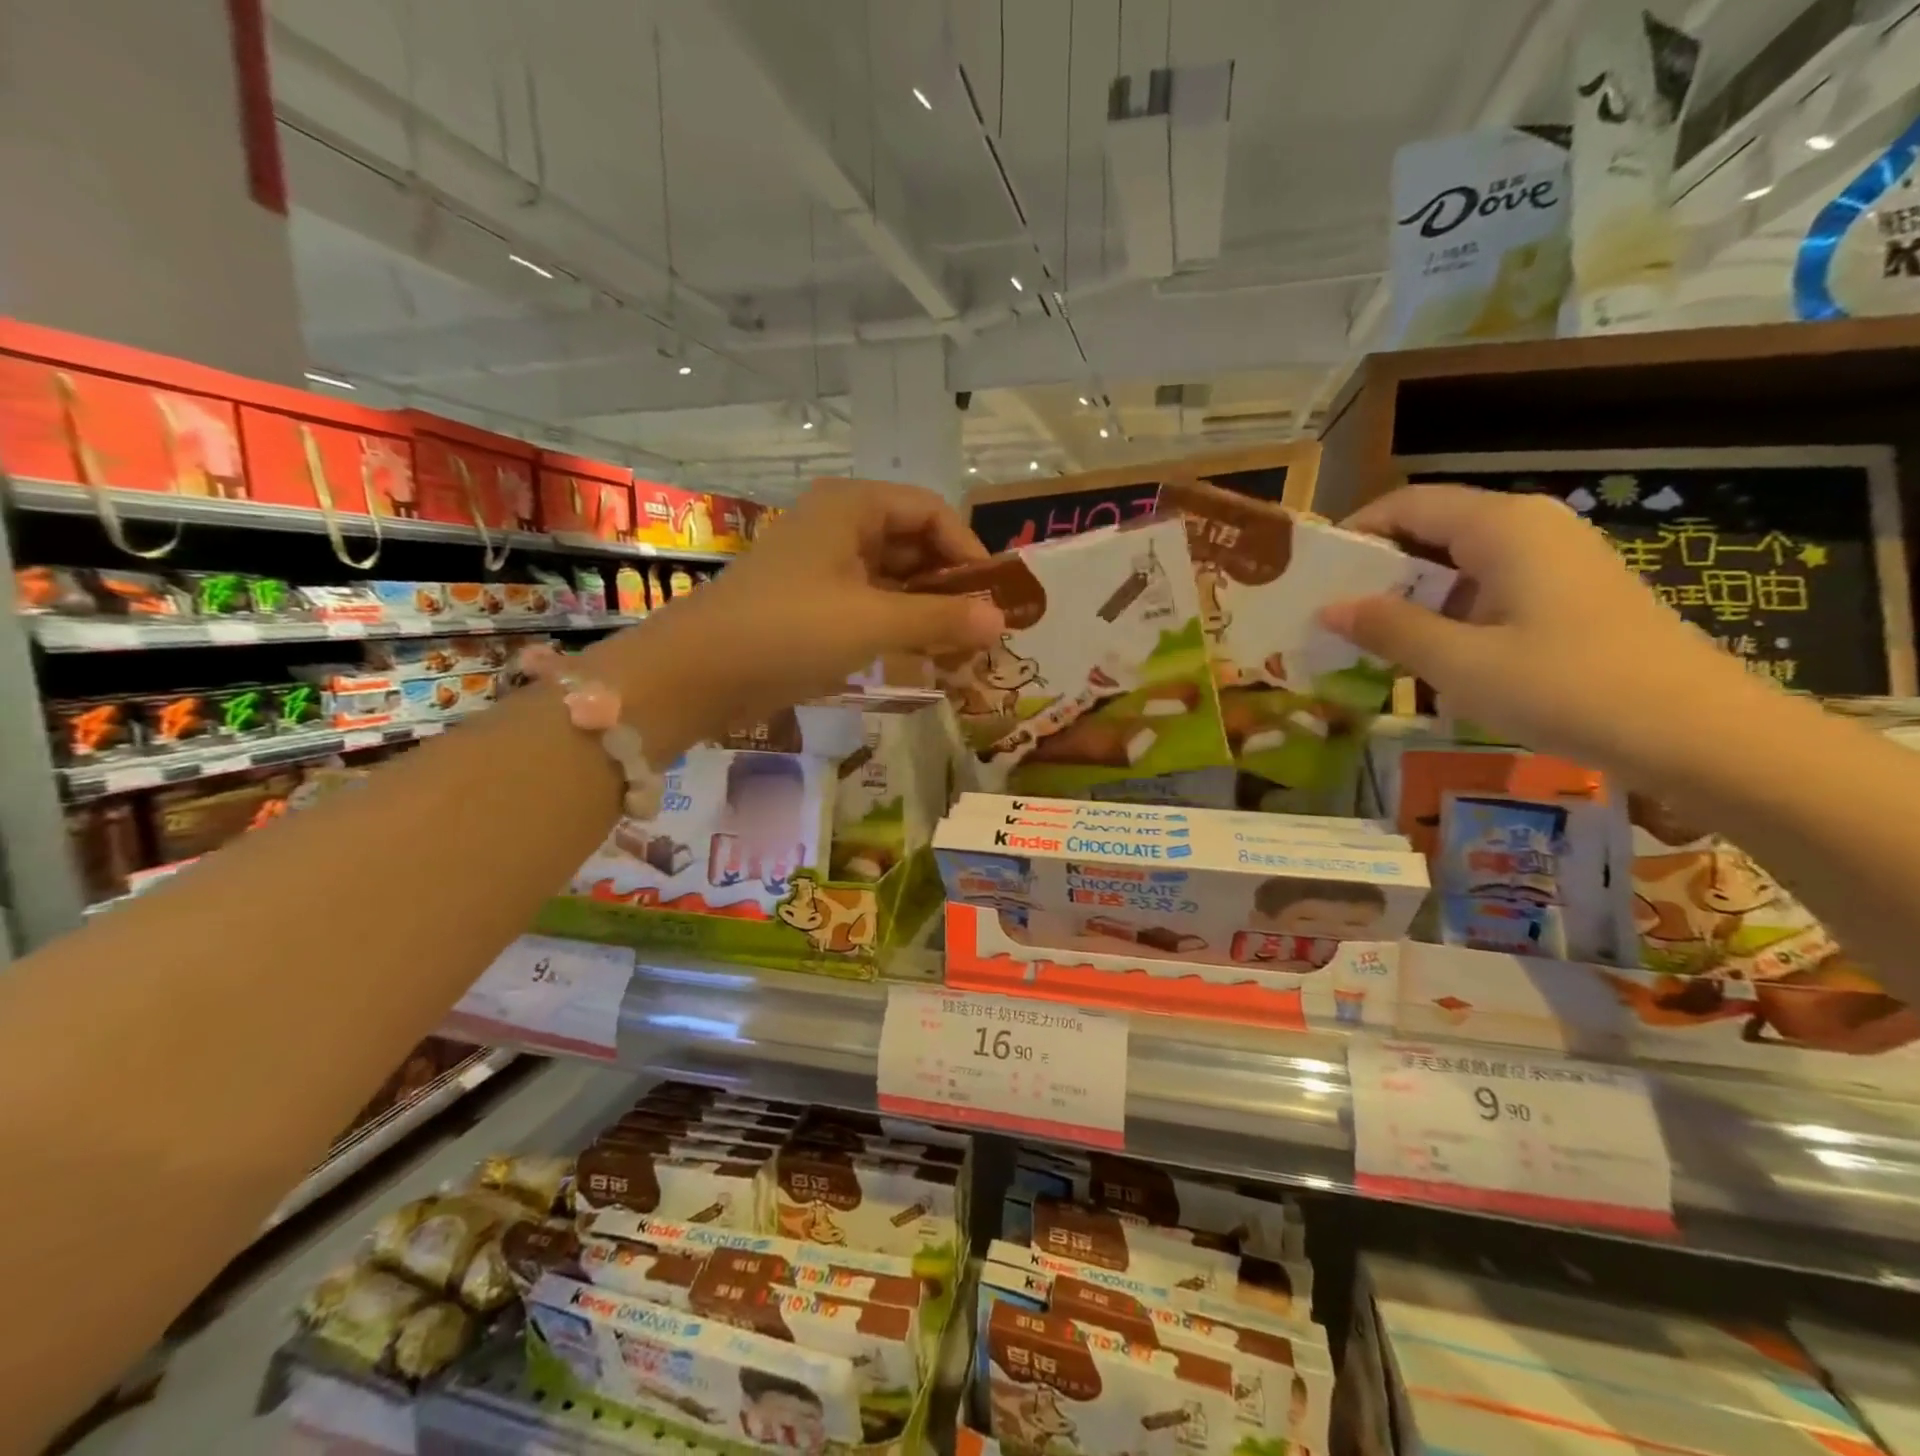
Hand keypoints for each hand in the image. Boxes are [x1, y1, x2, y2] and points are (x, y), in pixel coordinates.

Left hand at [634, 478, 1003, 735]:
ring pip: (892, 578)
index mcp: (852, 507)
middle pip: (913, 543)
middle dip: (950, 586)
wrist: (696, 673)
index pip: (932, 512)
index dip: (968, 552)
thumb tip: (1000, 621)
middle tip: (980, 632)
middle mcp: (838, 526)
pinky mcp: (810, 604)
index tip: (993, 598)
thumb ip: (941, 619)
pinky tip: (918, 656)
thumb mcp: (873, 622)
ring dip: (927, 610)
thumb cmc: (788, 630)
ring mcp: (821, 566)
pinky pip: (869, 604)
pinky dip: (897, 626)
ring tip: (957, 651)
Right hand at [1319, 485, 1757, 771]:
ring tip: (1366, 640)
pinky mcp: (1569, 595)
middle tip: (1330, 615)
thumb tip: (1329, 608)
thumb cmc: (1566, 688)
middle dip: (1377, 570)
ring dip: (1409, 597)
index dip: (1354, 533)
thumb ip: (1388, 628)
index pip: (1406, 505)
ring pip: (1459, 563)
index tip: (1312, 575)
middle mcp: (1530, 527)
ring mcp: (1556, 561)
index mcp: (1503, 525)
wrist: (1697, 734)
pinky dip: (1447, 613)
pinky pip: (1488, 589)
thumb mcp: (1459, 663)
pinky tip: (1427, 656)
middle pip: (1432, 530)